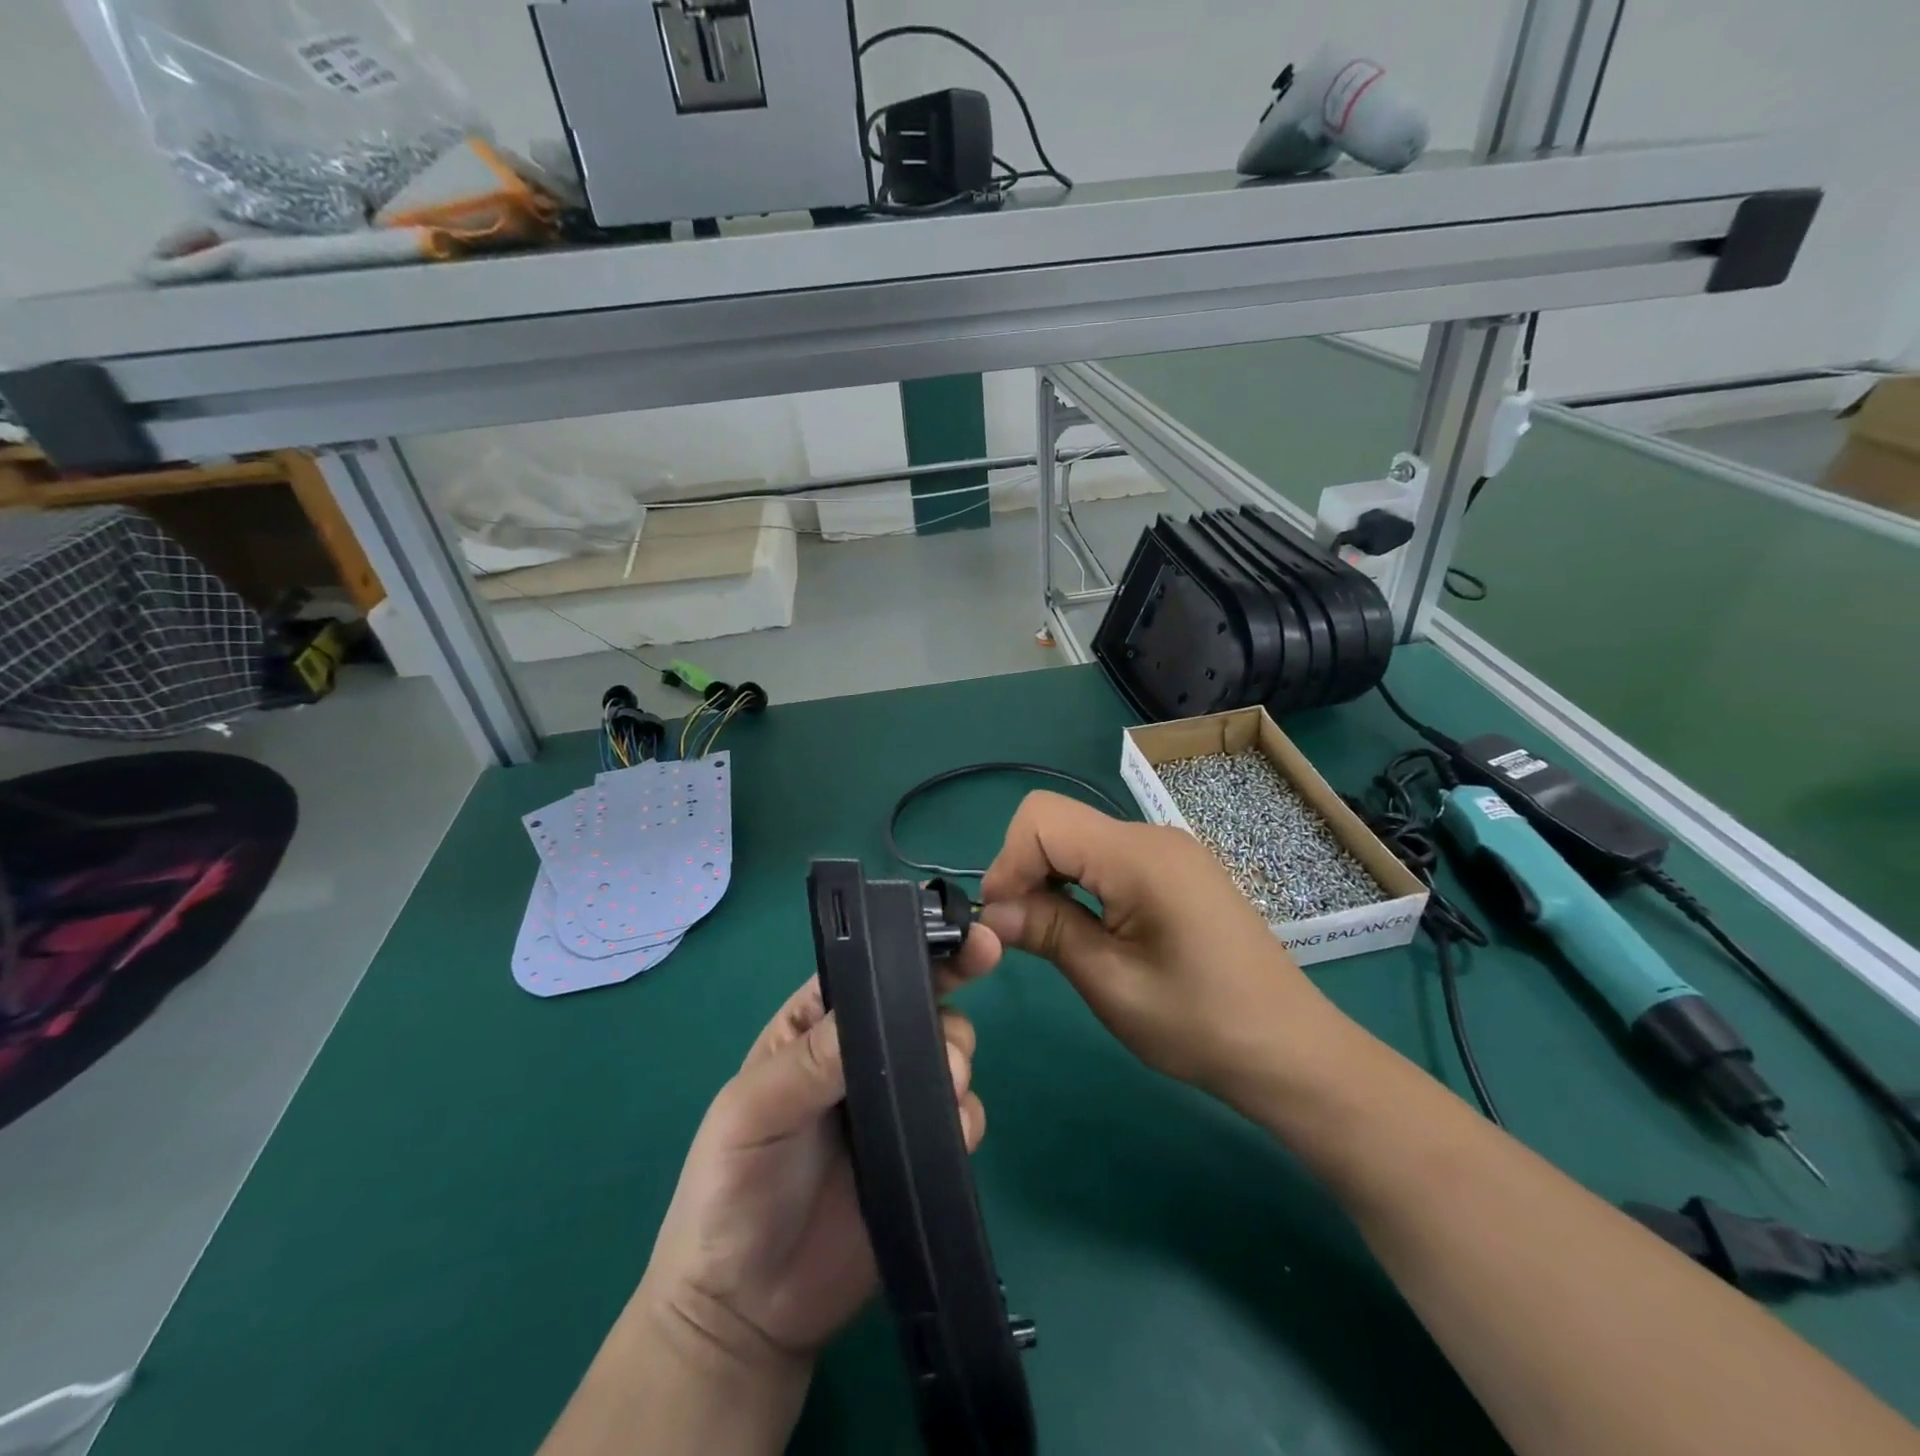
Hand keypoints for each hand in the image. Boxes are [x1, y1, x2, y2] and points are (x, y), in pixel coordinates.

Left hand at [638, 937, 998, 1377]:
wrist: (745, 1310)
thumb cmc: (730, 1188)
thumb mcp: (751, 1112)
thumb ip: (809, 1061)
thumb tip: (878, 1011)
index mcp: (817, 1026)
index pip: (869, 972)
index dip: (912, 951)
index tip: (964, 939)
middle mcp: (862, 1055)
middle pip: (920, 1005)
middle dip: (947, 1004)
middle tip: (952, 1040)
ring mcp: (895, 1105)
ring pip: (948, 1054)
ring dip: (959, 1059)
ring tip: (947, 1087)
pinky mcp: (921, 1155)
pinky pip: (961, 1118)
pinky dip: (967, 1116)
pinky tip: (952, 1133)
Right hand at [979, 791, 1358, 1112]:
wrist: (1290, 1050)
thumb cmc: (1200, 1024)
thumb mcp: (1111, 983)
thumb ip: (1048, 931)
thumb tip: (992, 910)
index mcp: (1139, 856)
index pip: (1041, 819)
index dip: (1008, 863)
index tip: (1003, 920)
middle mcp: (1152, 836)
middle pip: (1058, 822)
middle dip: (1025, 869)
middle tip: (1022, 933)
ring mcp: (1168, 849)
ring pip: (1080, 837)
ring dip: (1051, 878)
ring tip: (1052, 935)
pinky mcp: (1176, 869)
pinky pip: (1108, 855)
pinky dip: (1080, 882)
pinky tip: (1089, 927)